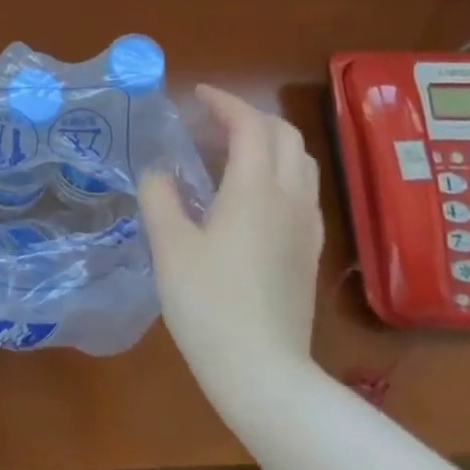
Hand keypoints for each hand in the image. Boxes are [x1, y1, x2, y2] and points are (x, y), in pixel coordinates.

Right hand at [140, 85, 323, 394]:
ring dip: (267, 143)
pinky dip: (277, 172)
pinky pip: (301, 191)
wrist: (265, 374)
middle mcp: (290, 199)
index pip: (250, 124)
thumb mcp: (170, 246)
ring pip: (299, 162)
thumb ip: (160, 197)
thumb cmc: (210, 304)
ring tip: (228, 153)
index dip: (224, 101)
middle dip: (249, 116)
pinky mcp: (310, 252)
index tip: (196, 95)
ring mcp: (307, 227)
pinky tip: (247, 196)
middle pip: (284, 135)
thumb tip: (159, 173)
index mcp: (256, 189)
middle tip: (211, 122)